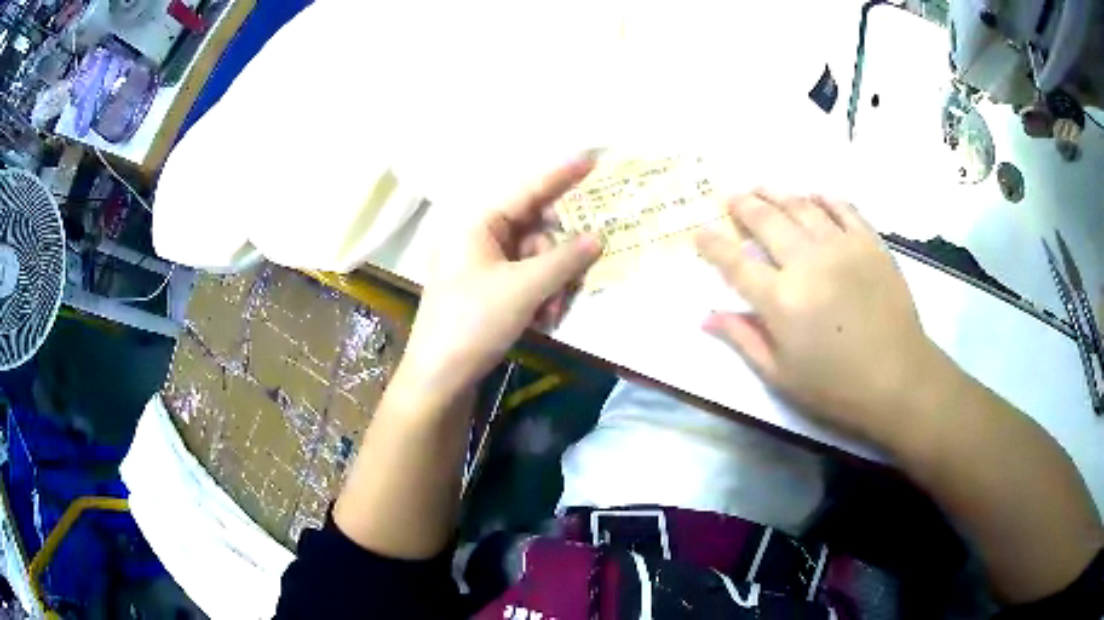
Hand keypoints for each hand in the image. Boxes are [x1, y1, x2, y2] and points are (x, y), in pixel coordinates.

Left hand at [395, 157, 602, 404]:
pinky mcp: (487, 289)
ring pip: (535, 258)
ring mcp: (482, 264)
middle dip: (559, 254)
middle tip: (581, 268)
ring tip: (553, 310)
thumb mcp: (523, 289)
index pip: (526, 190)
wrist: (440, 376)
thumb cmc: (473, 322)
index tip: (591, 159)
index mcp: (478, 223)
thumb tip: (597, 238)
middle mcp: (479, 237)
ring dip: (552, 282)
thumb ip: (564, 260)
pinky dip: (540, 295)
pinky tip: (544, 319)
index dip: (560, 175)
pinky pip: (526, 278)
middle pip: (535, 227)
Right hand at [695, 190, 945, 443]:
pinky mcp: (870, 242)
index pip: (735, 263)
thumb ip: (744, 339)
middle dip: (743, 206)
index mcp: (781, 300)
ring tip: (762, 187)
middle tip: (730, 197)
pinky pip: (843, 208)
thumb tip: (706, 317)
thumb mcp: (781, 375)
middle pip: (767, 221)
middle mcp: (807, 262)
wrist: (898, 379)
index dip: (713, 245)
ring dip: (777, 194)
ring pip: (802, 206)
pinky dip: (824, 197)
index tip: (699, 233)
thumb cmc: (836, 386)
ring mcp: (842, 246)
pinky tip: (813, 195)